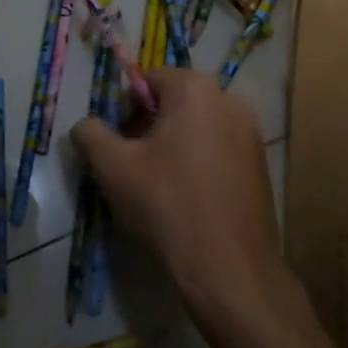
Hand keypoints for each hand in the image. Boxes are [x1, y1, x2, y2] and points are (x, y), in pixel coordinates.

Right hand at [71, 68, 285, 326]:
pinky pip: (218, 151)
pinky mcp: (261, 166)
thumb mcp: (111, 166)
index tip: (116, 143)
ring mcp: (252, 134)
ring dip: (173, 146)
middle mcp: (231, 101)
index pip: (148, 80)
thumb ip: (90, 133)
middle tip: (131, 164)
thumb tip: (86, 125)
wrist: (227, 267)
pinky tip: (185, 198)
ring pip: (197, 128)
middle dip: (148, 127)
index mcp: (196, 90)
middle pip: (175, 103)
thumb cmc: (165, 204)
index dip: (124, 108)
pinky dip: (197, 163)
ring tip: (156, 184)